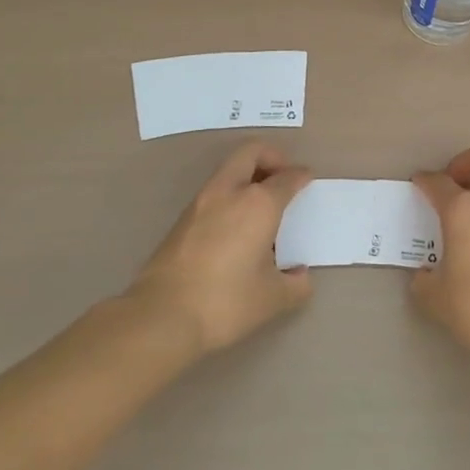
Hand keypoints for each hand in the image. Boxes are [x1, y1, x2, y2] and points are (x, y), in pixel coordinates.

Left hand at [128, 141, 313, 354]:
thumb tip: (299, 276)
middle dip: (271, 157)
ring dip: (248, 176)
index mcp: (258, 204)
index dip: (301, 175)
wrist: (161, 317)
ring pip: (228, 170)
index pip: (286, 178)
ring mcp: (200, 203)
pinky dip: (230, 195)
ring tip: (261, 205)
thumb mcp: (273, 298)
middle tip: (283, 177)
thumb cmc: (226, 302)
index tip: (307, 179)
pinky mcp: (181, 220)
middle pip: (250, 152)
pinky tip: (236, 227)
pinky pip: (214, 192)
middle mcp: (229, 193)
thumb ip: (295, 284)